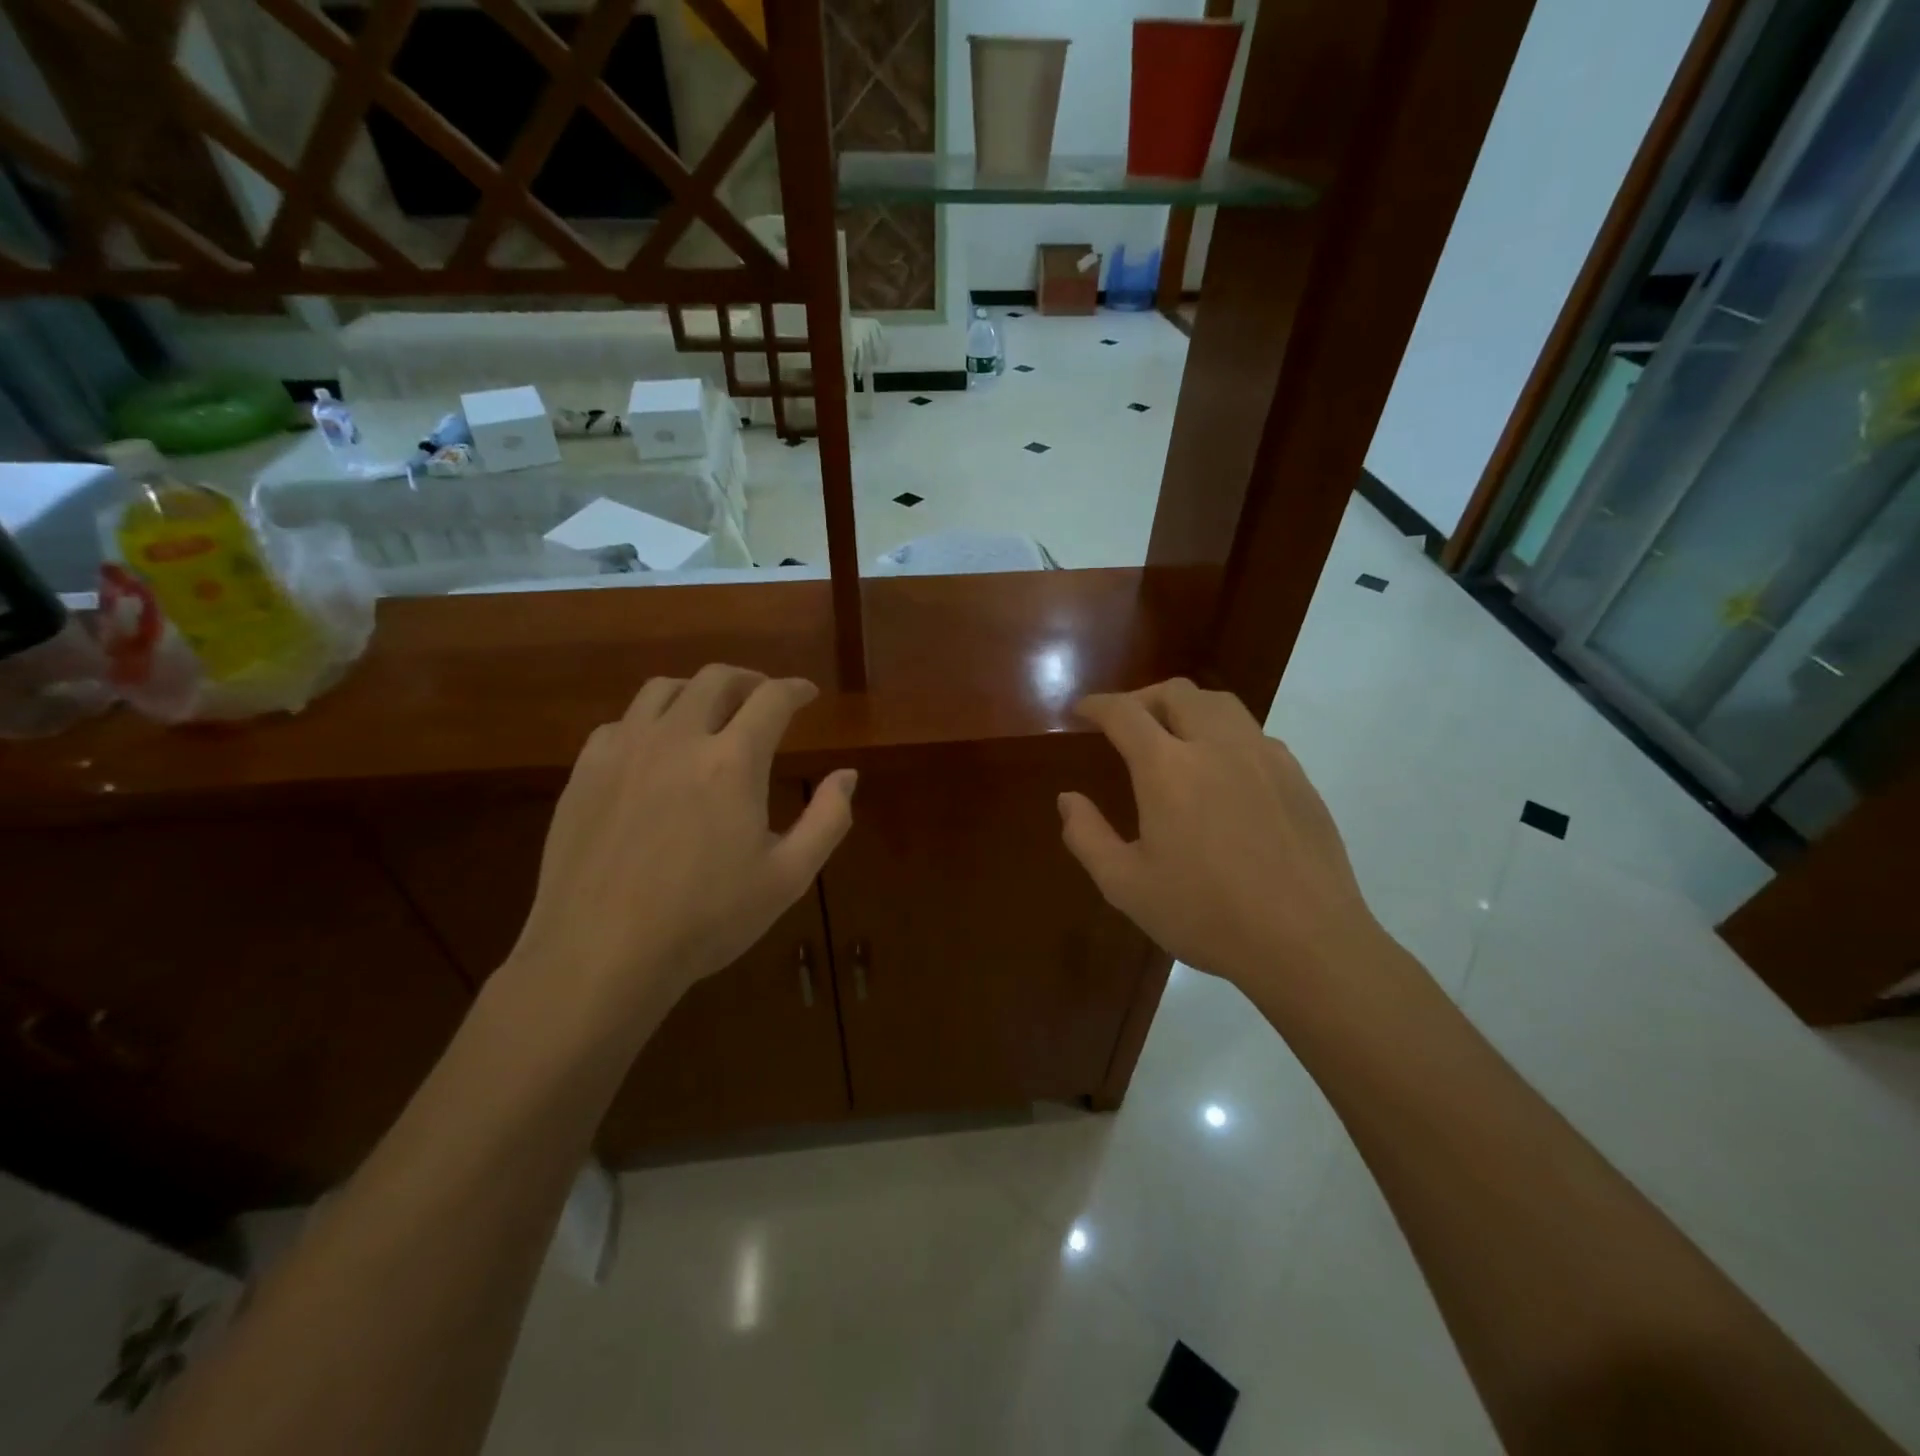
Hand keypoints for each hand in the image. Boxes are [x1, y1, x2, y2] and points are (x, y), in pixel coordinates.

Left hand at [506, 665, 855, 1024]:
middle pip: (716, 679)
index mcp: (732, 761)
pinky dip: (650, 720)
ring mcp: (624, 751)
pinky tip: (656, 748)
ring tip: (711, 711)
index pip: (772, 699)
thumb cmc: (706, 920)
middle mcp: (678, 738)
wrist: (601, 955)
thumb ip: (828, 819)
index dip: (795, 690)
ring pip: (663, 689)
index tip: (807, 694)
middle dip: (749, 680)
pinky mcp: (585, 771)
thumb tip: (847, 774)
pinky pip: (622, 722)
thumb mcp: (788, 877)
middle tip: (764, 697)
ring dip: (698, 690)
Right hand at [1058, 678, 1383, 1001]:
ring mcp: (1264, 756)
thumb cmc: (1206, 915)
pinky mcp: (1296, 775)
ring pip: (1220, 703)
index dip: (1098, 705)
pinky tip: (1222, 770)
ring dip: (1186, 706)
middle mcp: (1217, 745)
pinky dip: (1224, 733)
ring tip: (1172, 734)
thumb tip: (1068, 799)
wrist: (1306, 942)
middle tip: (1125, 723)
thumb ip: (1087, 836)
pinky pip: (1253, 733)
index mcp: (1168, 768)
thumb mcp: (1126, 885)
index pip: (1125, 713)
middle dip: (1142, 698)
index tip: (1083, 710)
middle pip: (1176, 692)